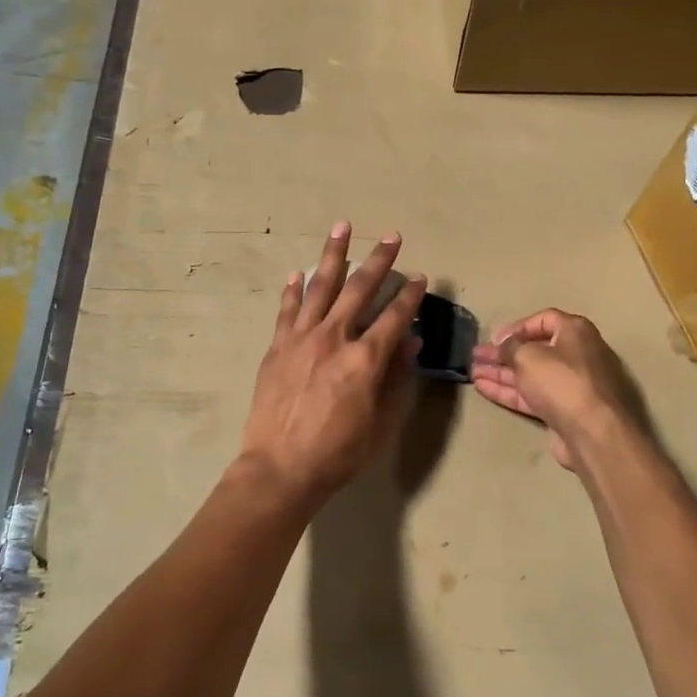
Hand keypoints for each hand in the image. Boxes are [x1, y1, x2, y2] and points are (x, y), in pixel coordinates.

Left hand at [236, 222, 425, 507]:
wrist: (280, 468)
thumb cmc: (338, 453)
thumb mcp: (380, 423)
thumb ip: (396, 378)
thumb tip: (411, 341)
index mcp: (364, 359)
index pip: (394, 317)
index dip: (410, 296)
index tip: (420, 277)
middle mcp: (334, 338)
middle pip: (359, 290)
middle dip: (378, 261)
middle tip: (391, 236)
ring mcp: (301, 339)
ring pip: (320, 287)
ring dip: (333, 255)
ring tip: (342, 227)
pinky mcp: (277, 347)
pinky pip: (287, 310)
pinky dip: (293, 290)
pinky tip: (298, 272)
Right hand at [470, 309, 635, 470]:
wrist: (592, 432)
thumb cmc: (562, 381)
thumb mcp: (528, 356)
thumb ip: (510, 347)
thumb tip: (505, 346)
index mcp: (575, 332)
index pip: (543, 320)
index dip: (516, 327)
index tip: (494, 338)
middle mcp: (577, 355)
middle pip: (534, 349)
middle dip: (503, 353)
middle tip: (476, 356)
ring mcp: (570, 385)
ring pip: (530, 374)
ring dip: (501, 373)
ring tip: (472, 372)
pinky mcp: (563, 410)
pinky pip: (532, 395)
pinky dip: (509, 391)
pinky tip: (483, 388)